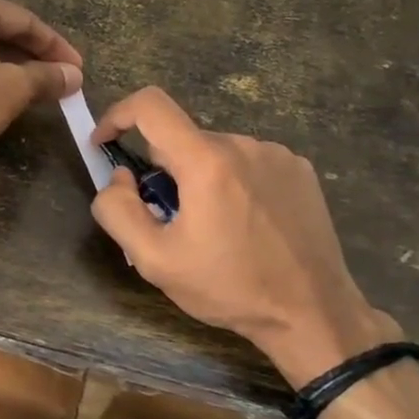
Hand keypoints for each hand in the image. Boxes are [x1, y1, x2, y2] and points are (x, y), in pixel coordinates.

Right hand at [91, 87, 401, 385]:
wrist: (313, 312)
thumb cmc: (229, 288)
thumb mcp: (155, 260)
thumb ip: (118, 210)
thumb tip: (119, 176)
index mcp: (207, 161)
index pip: (150, 105)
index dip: (117, 115)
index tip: (105, 144)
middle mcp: (243, 144)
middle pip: (182, 140)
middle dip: (165, 173)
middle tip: (171, 222)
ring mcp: (277, 154)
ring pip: (215, 153)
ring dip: (201, 179)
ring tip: (215, 230)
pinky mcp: (300, 169)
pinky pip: (249, 162)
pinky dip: (234, 183)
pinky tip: (248, 225)